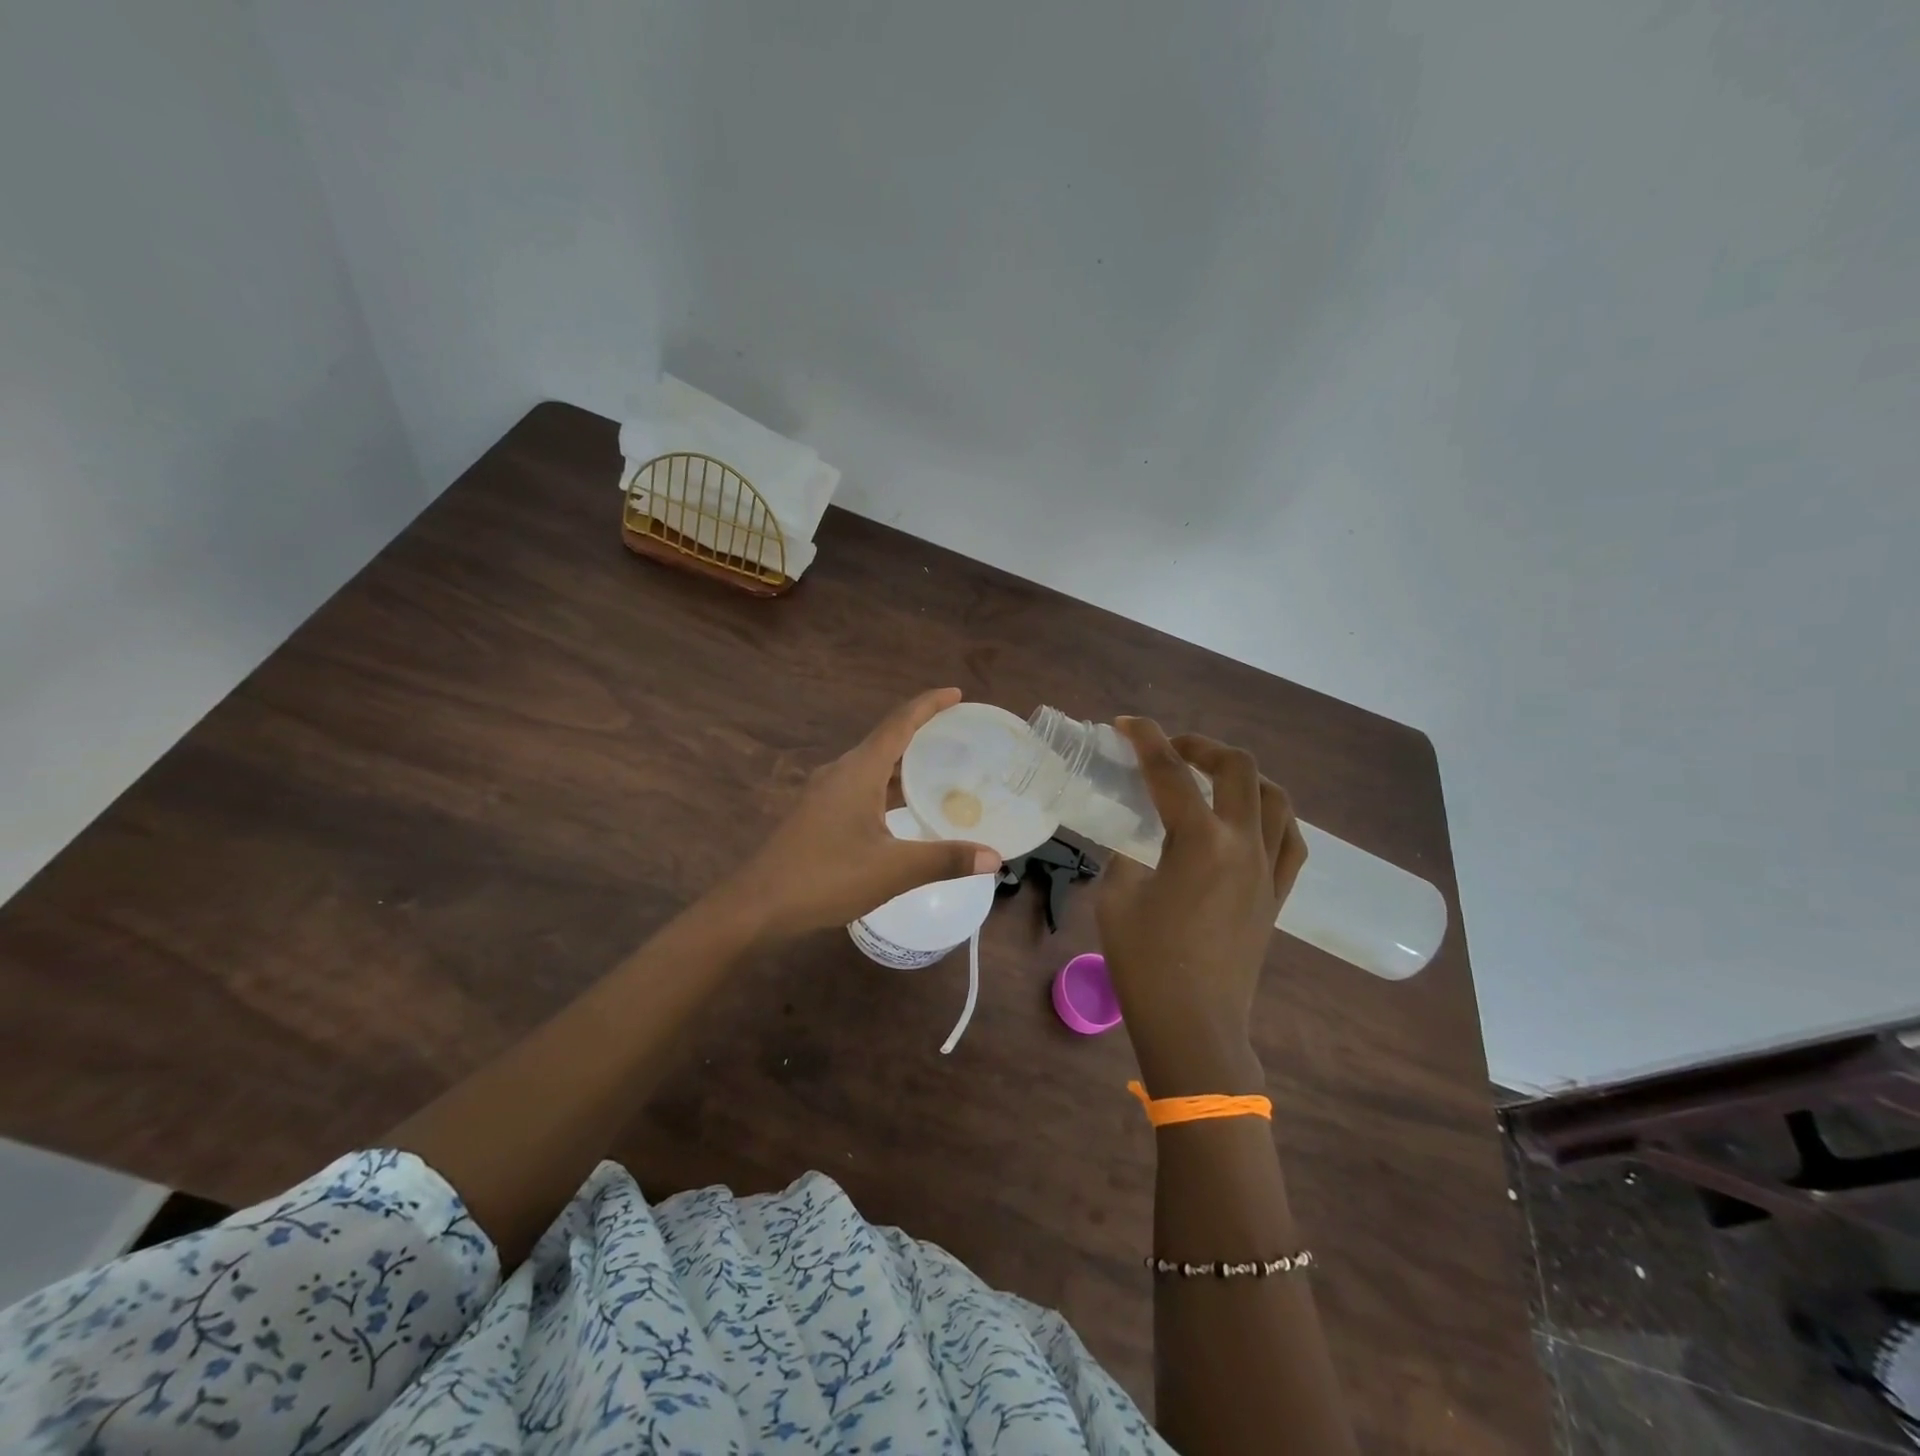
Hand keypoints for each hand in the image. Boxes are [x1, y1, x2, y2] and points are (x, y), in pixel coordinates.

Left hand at [723, 688, 999, 940]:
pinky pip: (863, 785)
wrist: (758, 905)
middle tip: (961, 736)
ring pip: (874, 766)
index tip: (957, 693)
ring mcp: (826, 792)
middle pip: (888, 739)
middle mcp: (842, 771)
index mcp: (859, 770)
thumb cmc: (826, 877)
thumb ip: (945, 860)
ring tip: (943, 770)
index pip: (900, 723)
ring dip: (906, 763)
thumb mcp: (893, 870)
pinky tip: (906, 809)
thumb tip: (996, 857)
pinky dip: (889, 787)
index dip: (929, 705)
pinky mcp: (819, 813)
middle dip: (923, 733)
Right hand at [1096, 718, 1306, 1097]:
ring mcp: (1268, 870)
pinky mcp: (1277, 895)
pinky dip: (1270, 816)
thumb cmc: (1146, 964)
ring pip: (1275, 798)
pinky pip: (1290, 840)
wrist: (1194, 1026)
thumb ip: (1127, 856)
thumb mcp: (1117, 897)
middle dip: (1202, 746)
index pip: (1169, 772)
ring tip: (1213, 779)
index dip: (1145, 739)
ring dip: (1243, 776)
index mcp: (1198, 841)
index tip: (1126, 723)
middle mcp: (1243, 845)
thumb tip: (1136, 840)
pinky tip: (1249, 822)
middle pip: (1237, 769)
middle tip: (1171, 750)